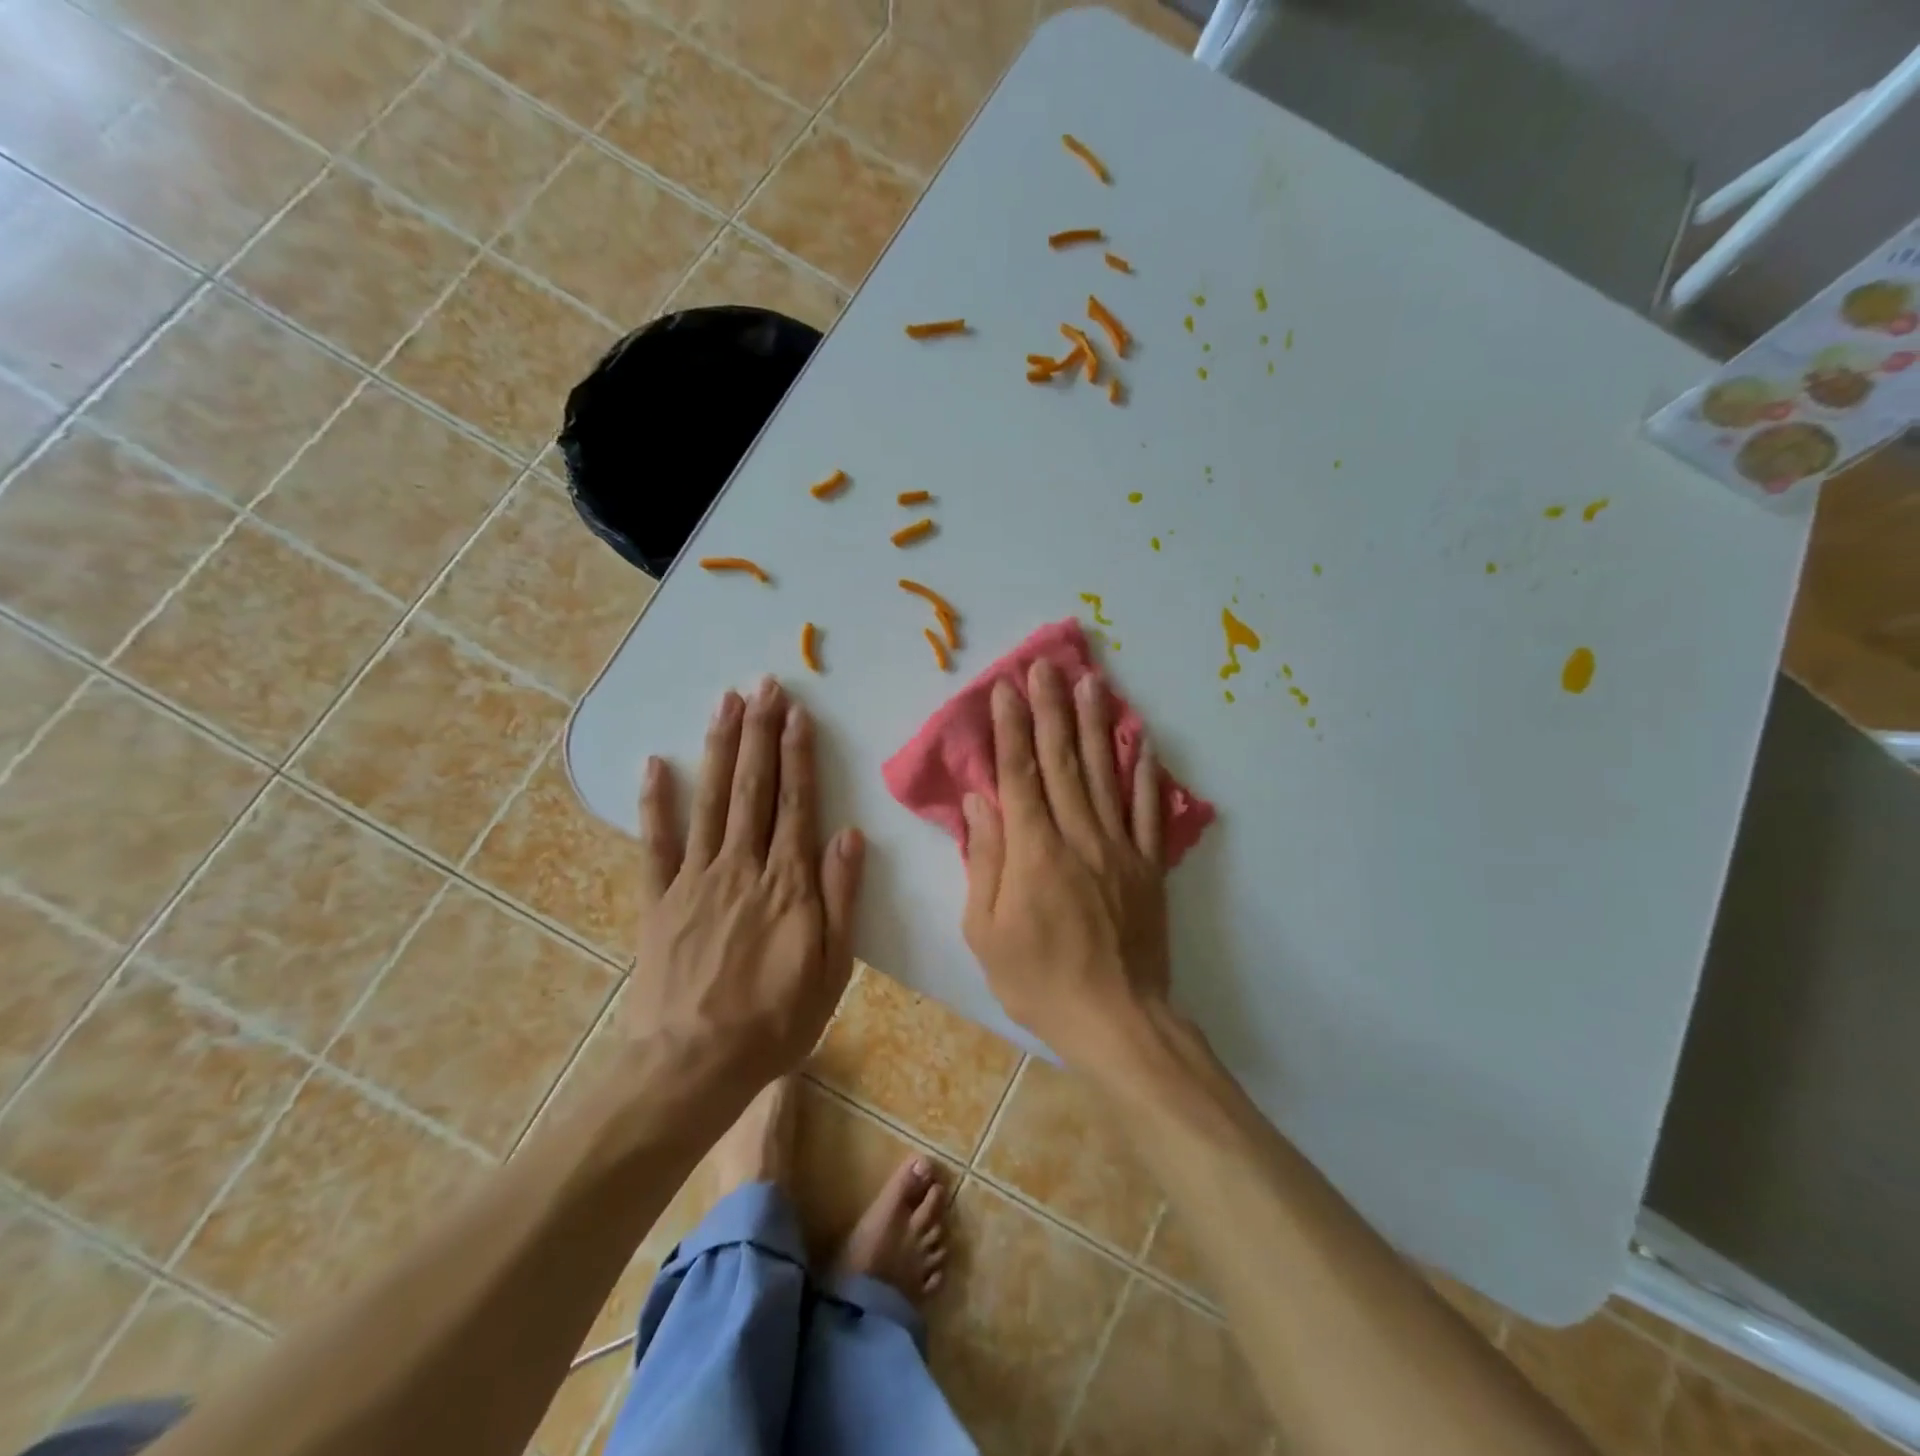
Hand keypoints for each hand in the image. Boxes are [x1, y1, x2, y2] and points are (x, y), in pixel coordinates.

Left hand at [629, 677, 863, 1082]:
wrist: (692, 1066)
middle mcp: (742, 867)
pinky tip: (656, 765)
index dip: (798, 756)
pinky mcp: (659, 900)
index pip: (797, 804)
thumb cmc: (775, 1022)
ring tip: (725, 703)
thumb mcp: (832, 968)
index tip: (797, 713)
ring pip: (711, 801)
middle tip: (763, 686)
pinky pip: (655, 844)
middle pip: (754, 789)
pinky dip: (656, 803)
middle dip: (760, 734)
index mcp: (788, 883)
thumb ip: (841, 898)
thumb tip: (849, 835)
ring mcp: (695, 880)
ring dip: (719, 748)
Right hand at [961, 659, 1170, 1067]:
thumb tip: (980, 803)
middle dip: (1052, 709)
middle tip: (1047, 666)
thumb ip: (984, 861)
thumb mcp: (986, 931)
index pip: (1018, 774)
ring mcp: (1119, 848)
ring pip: (1105, 774)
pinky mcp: (1148, 866)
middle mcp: (1078, 836)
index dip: (1011, 728)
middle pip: (1062, 761)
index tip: (1007, 690)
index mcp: (1034, 851)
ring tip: (1092, 682)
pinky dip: (1145, 773)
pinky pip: (1148, 811)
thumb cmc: (1037, 980)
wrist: (1116, 1020)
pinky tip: (1142, 742)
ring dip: (1096, 724)